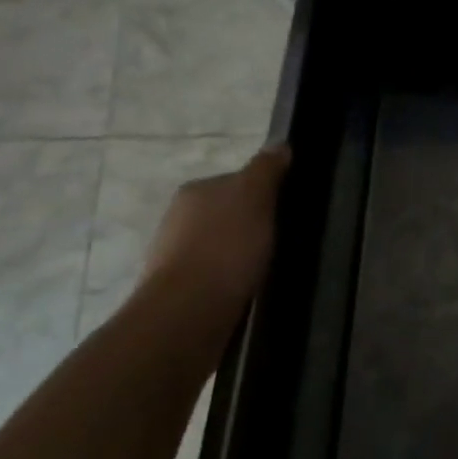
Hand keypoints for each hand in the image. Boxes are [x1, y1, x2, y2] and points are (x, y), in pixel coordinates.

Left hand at [142, 145, 289, 315]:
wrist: (187, 314)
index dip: (263, 193)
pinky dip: (229, 280)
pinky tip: (246, 290)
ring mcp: (172, 256)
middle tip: (281, 240)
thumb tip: (279, 144)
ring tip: (266, 268)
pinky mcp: (176, 291)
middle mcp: (177, 218)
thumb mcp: (255, 197)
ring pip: (218, 246)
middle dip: (249, 225)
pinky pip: (212, 276)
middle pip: (225, 213)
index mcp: (195, 190)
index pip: (236, 181)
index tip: (285, 210)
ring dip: (238, 254)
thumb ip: (266, 169)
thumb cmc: (225, 247)